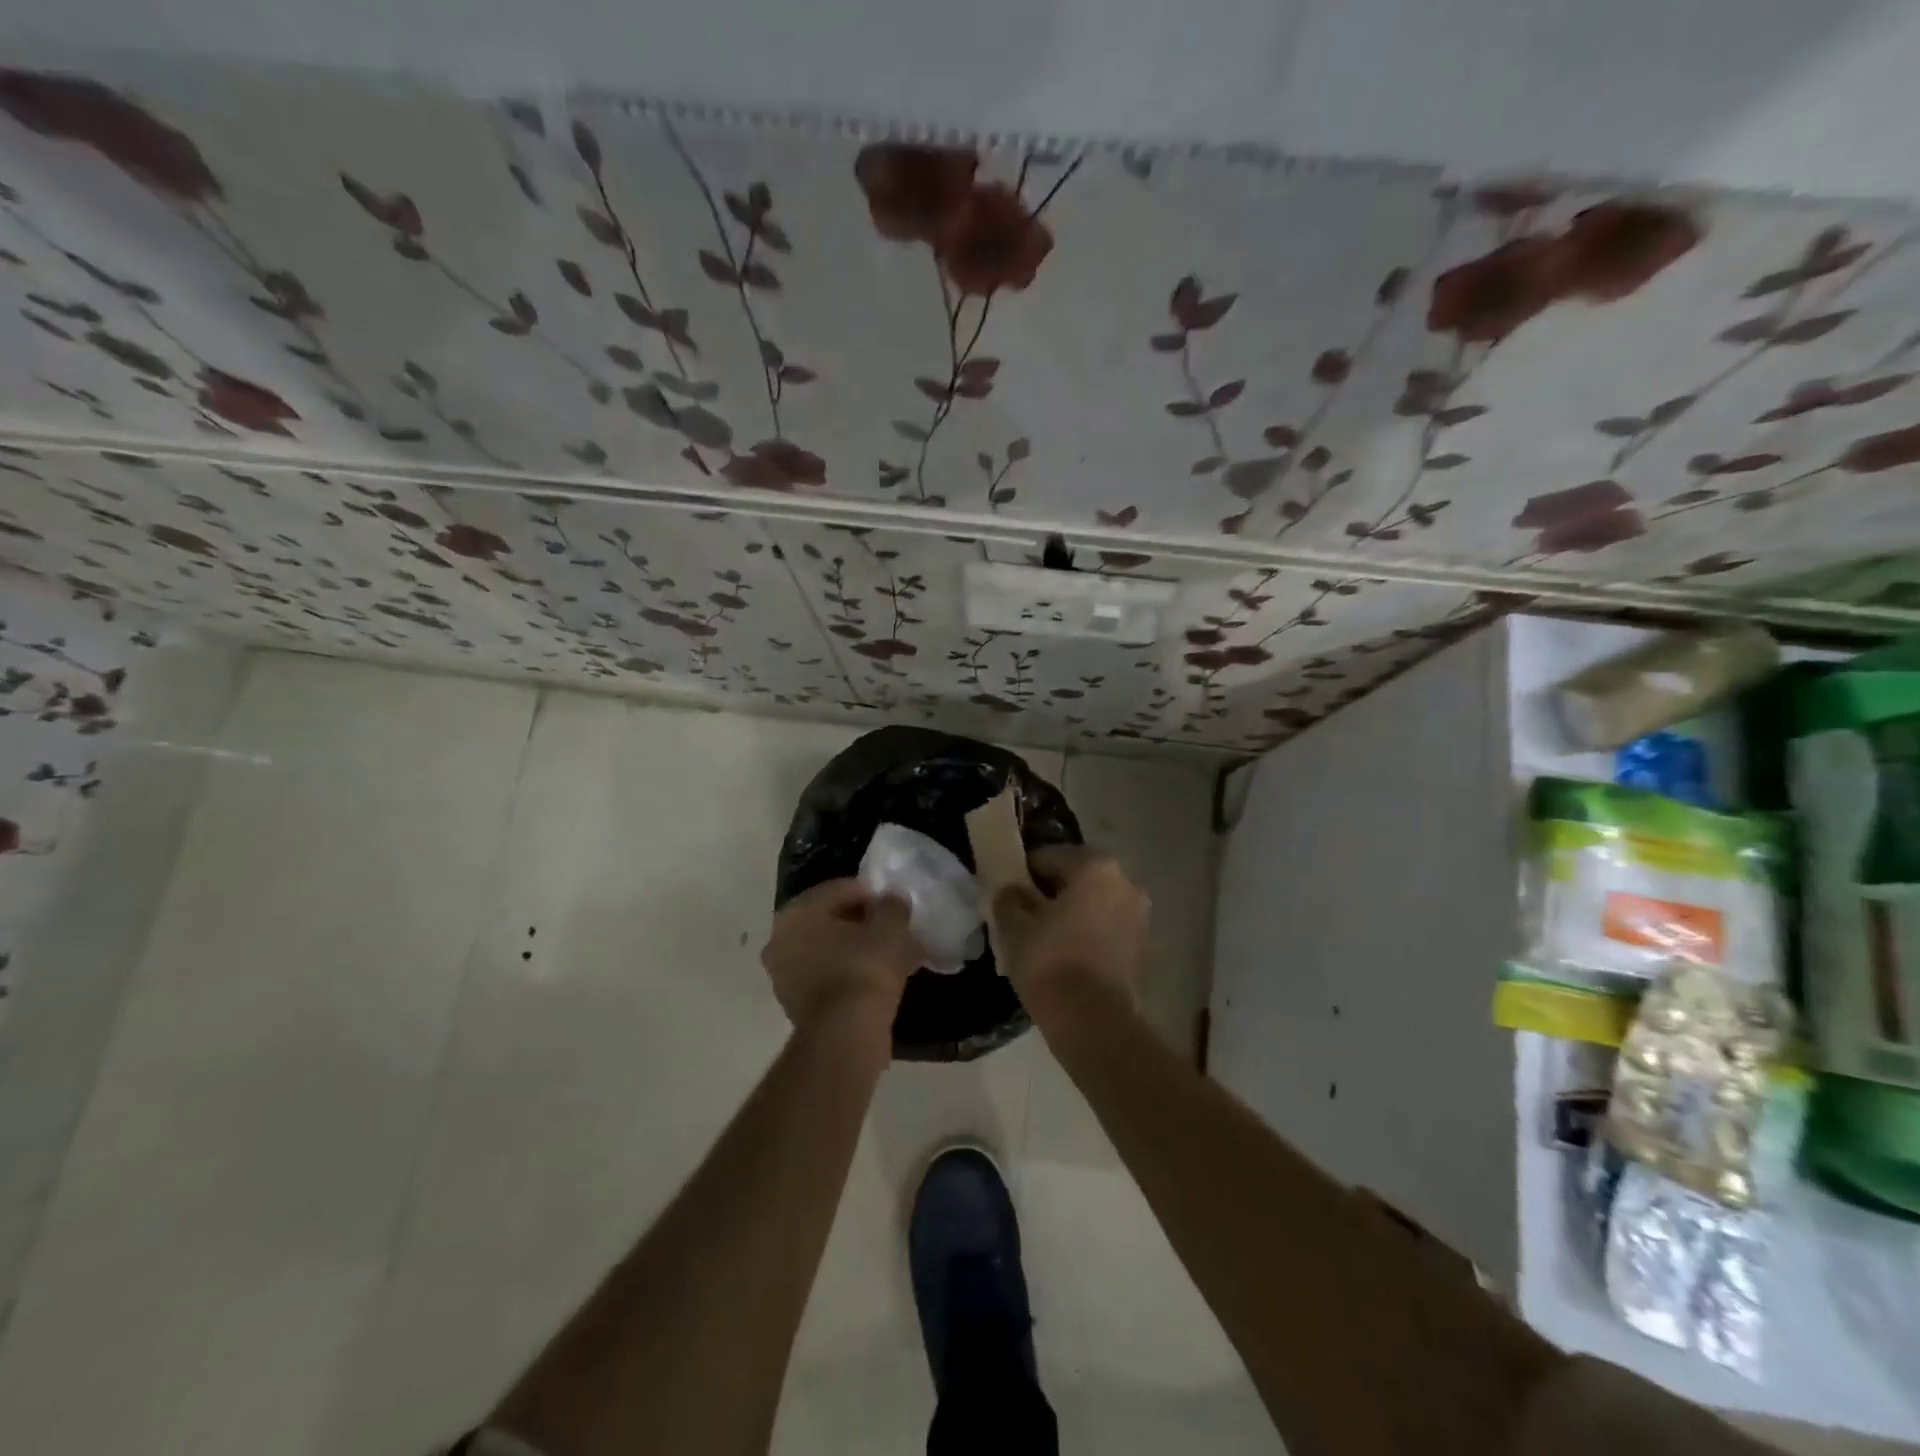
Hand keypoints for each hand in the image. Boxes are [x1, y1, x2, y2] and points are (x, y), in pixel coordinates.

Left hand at [762, 879, 921, 1041]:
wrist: (846, 1033)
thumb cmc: (864, 967)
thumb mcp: (890, 926)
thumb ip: (892, 906)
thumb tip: (891, 900)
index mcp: (796, 912)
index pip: (838, 890)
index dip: (869, 894)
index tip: (893, 906)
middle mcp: (780, 940)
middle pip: (829, 921)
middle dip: (861, 923)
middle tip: (891, 930)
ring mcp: (783, 976)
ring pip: (828, 951)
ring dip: (856, 950)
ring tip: (889, 956)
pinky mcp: (795, 1006)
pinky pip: (828, 977)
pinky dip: (849, 974)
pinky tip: (877, 981)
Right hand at [989, 846, 1149, 1011]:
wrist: (1093, 1022)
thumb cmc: (1050, 963)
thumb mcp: (1014, 927)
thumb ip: (1009, 899)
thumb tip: (1012, 891)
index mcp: (1095, 866)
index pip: (1050, 856)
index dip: (1024, 873)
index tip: (1008, 893)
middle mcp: (1126, 882)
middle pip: (1078, 878)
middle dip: (1052, 892)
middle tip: (1025, 915)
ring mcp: (1140, 915)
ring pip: (1095, 904)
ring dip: (1072, 913)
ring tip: (1045, 938)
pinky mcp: (1144, 946)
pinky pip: (1108, 928)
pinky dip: (1089, 933)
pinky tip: (1067, 956)